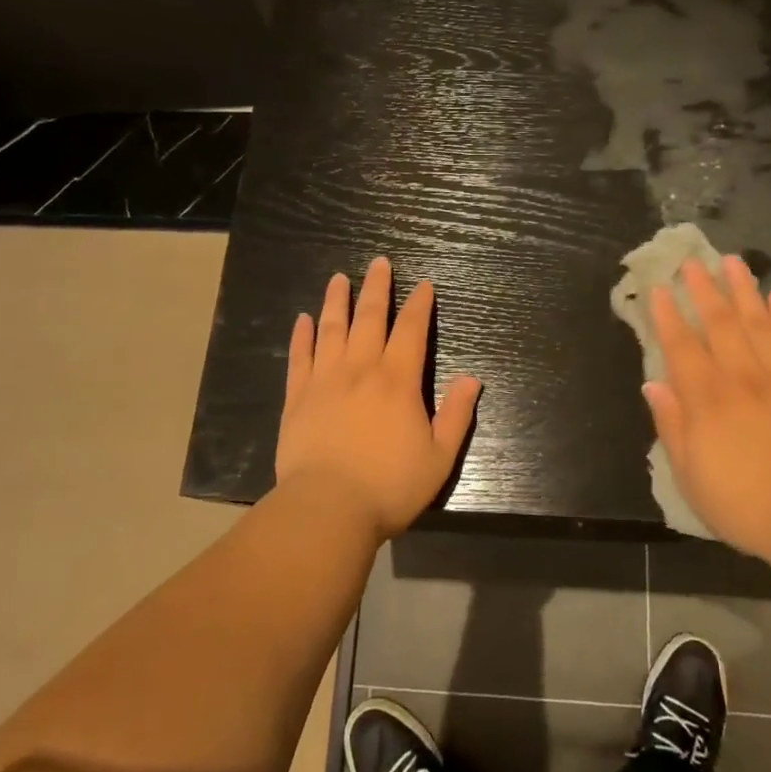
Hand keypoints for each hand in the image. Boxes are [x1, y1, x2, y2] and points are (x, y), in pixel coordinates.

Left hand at [276, 257, 482, 538]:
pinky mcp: (297, 397)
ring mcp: (325, 380)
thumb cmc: (389, 486)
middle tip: (380, 262)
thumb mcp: (439, 457)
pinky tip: (303, 319)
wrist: (327, 509)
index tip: (423, 285)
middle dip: (377, 288)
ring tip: (339, 279)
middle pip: (370, 317)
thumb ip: (457, 415)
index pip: (412, 331)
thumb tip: (473, 379)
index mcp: (398, 381)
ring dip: (337, 301)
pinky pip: (300, 357)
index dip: (419, 305)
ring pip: (332, 329)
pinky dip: (302, 336)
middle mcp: (362, 369)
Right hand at [643, 254, 770, 566]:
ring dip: (743, 290)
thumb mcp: (689, 473)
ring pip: (758, 323)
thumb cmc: (741, 502)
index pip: (681, 345)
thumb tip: (653, 383)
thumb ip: (671, 424)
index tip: (659, 287)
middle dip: (703, 289)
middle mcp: (740, 377)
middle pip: (720, 323)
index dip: (667, 315)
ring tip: (733, 262)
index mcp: (705, 398)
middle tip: (692, 261)